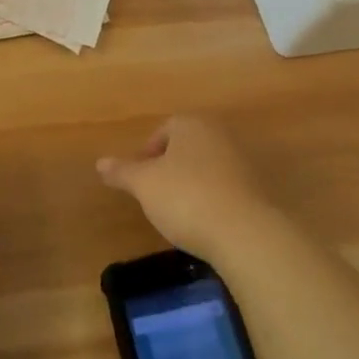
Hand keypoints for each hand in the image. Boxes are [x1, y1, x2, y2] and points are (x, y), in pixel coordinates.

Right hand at [97, 116, 275, 257]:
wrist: (246, 233)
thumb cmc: (186, 197)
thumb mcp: (144, 184)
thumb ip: (122, 171)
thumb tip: (100, 163)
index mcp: (191, 124)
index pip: (163, 130)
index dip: (147, 153)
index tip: (140, 180)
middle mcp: (219, 134)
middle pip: (186, 147)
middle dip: (170, 168)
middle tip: (156, 195)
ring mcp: (243, 161)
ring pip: (207, 167)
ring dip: (192, 184)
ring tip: (179, 213)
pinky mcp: (259, 189)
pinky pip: (226, 188)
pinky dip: (213, 200)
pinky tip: (205, 223)